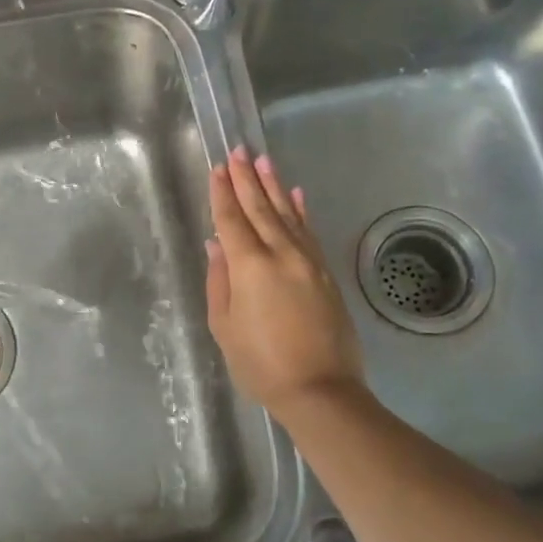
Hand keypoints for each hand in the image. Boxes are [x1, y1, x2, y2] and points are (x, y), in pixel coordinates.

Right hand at [206, 148, 365, 420]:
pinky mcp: (326, 274)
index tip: (218, 167)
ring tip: (263, 161)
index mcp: (250, 267)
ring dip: (274, 186)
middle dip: (247, 179)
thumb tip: (217, 245)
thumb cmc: (261, 364)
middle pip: (260, 209)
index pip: (232, 220)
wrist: (320, 390)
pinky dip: (301, 211)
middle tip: (239, 151)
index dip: (223, 193)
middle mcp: (281, 254)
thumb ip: (219, 282)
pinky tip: (296, 195)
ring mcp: (308, 262)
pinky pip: (310, 233)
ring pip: (287, 215)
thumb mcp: (225, 327)